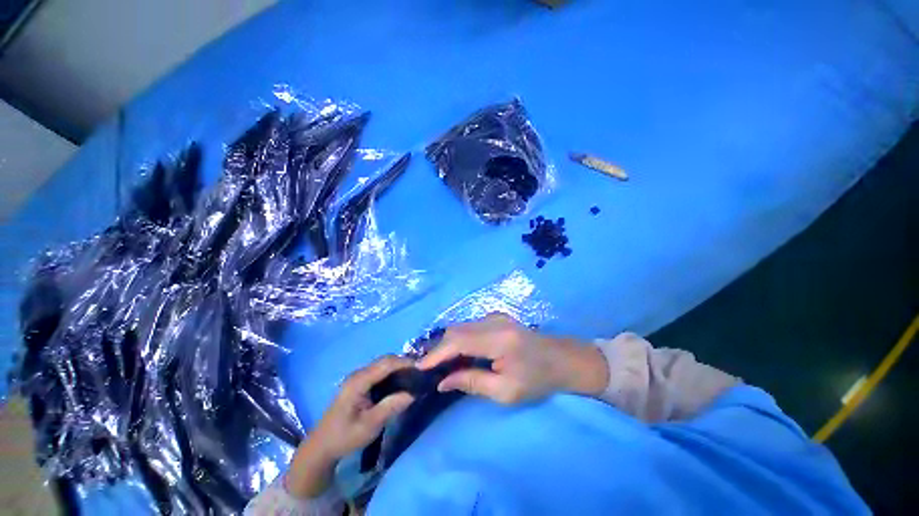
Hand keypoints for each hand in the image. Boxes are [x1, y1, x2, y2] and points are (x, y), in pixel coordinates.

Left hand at [286, 355, 414, 497]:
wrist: (321, 447)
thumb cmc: (345, 437)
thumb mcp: (370, 425)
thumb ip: (392, 406)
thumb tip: (414, 393)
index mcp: (359, 381)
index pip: (386, 363)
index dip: (405, 363)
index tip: (422, 369)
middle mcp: (359, 373)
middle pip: (386, 360)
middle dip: (404, 364)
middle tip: (420, 375)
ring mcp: (358, 377)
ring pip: (383, 365)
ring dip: (399, 368)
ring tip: (413, 378)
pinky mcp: (360, 383)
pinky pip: (380, 372)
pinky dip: (392, 374)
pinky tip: (400, 383)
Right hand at [418, 314, 608, 404]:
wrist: (560, 359)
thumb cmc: (536, 380)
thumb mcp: (505, 391)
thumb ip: (472, 382)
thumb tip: (442, 382)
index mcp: (498, 339)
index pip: (458, 341)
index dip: (436, 354)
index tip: (419, 368)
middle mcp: (493, 321)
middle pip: (456, 330)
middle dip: (439, 349)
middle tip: (429, 369)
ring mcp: (495, 316)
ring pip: (460, 327)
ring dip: (448, 344)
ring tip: (441, 364)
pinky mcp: (496, 317)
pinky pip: (469, 326)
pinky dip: (459, 339)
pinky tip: (460, 354)